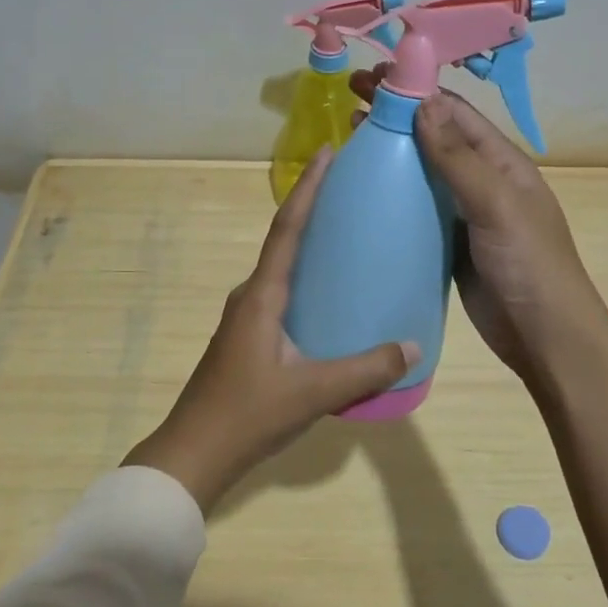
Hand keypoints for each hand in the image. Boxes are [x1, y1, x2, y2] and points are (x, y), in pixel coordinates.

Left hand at [123, 146, 417, 511]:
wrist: (194, 453)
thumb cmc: (248, 414)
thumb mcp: (314, 392)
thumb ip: (365, 369)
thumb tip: (413, 347)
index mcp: (262, 296)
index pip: (287, 229)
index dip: (308, 189)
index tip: (326, 153)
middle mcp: (251, 297)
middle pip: (284, 241)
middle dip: (313, 210)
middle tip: (352, 192)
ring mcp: (246, 319)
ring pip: (283, 271)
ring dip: (310, 248)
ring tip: (349, 239)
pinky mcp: (249, 339)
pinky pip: (283, 296)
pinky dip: (307, 282)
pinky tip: (332, 299)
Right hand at [351, 66, 604, 377]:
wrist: (544, 338)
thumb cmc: (528, 264)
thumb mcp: (496, 204)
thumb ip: (458, 157)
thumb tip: (423, 102)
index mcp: (501, 161)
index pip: (453, 112)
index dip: (413, 90)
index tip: (370, 78)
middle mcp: (482, 180)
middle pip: (434, 138)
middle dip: (396, 115)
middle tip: (349, 102)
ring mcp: (465, 214)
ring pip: (422, 174)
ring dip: (390, 153)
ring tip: (348, 139)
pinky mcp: (449, 244)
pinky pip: (417, 211)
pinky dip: (392, 196)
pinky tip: (364, 193)